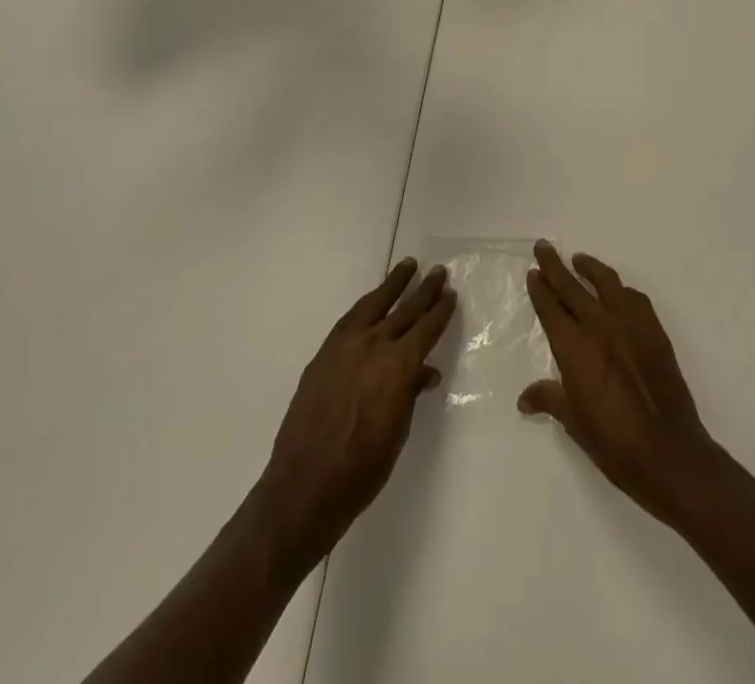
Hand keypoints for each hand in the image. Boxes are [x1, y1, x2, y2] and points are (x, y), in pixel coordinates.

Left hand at [250, 258, 455, 573]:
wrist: (304, 487)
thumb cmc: (362, 469)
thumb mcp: (398, 432)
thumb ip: (410, 393)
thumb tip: (426, 372)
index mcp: (398, 366)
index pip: (426, 329)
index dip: (440, 311)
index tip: (450, 295)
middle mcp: (373, 346)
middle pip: (405, 310)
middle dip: (424, 291)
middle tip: (438, 272)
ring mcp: (344, 347)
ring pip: (374, 304)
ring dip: (393, 285)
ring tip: (407, 267)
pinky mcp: (323, 354)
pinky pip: (350, 319)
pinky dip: (366, 305)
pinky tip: (372, 302)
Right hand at [519, 241, 719, 525]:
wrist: (667, 451)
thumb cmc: (613, 442)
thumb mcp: (574, 422)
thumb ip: (549, 399)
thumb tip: (524, 399)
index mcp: (575, 347)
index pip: (551, 308)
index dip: (540, 288)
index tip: (533, 272)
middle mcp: (600, 325)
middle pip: (572, 287)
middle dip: (555, 266)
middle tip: (544, 247)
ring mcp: (630, 324)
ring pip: (606, 283)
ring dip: (590, 268)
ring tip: (579, 259)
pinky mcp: (654, 330)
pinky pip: (635, 298)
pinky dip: (621, 290)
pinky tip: (618, 292)